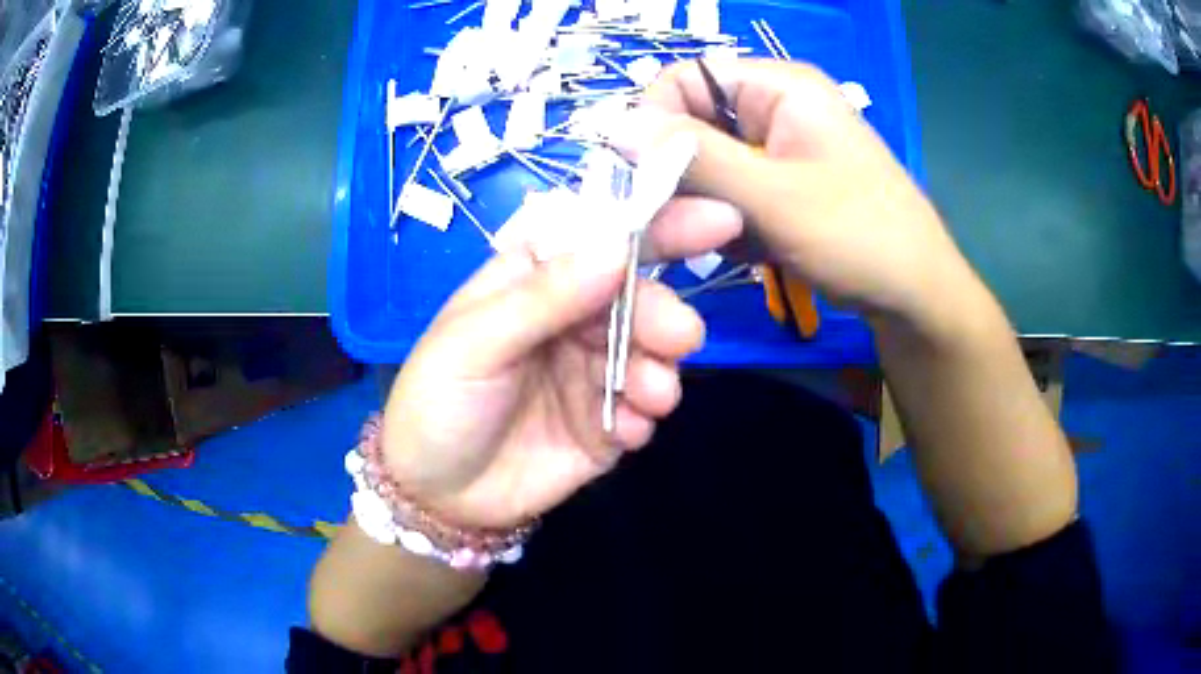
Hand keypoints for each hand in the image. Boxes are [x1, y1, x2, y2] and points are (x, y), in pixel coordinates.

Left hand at [381, 236, 715, 530]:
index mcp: (534, 281)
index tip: (720, 220)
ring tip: (649, 398)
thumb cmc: (437, 404)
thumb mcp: (473, 344)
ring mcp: (590, 372)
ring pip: (650, 354)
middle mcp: (570, 319)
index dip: (659, 224)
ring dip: (660, 370)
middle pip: (637, 297)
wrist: (437, 496)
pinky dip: (646, 415)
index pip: (601, 238)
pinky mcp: (605, 424)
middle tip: (680, 338)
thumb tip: (615, 248)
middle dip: (664, 314)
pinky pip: (644, 409)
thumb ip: (543, 297)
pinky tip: (625, 432)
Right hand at [639, 59, 979, 331]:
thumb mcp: (773, 195)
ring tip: (740, 240)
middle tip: (691, 226)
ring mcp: (776, 148)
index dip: (655, 123)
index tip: (643, 180)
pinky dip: (728, 224)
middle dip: (683, 178)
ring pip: (705, 167)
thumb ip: (693, 156)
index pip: (682, 80)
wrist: (914, 296)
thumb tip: (614, 126)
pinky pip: (729, 193)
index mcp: (777, 86)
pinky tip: (756, 248)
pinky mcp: (779, 185)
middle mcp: (772, 107)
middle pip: (691, 125)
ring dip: (707, 208)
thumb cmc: (859, 235)